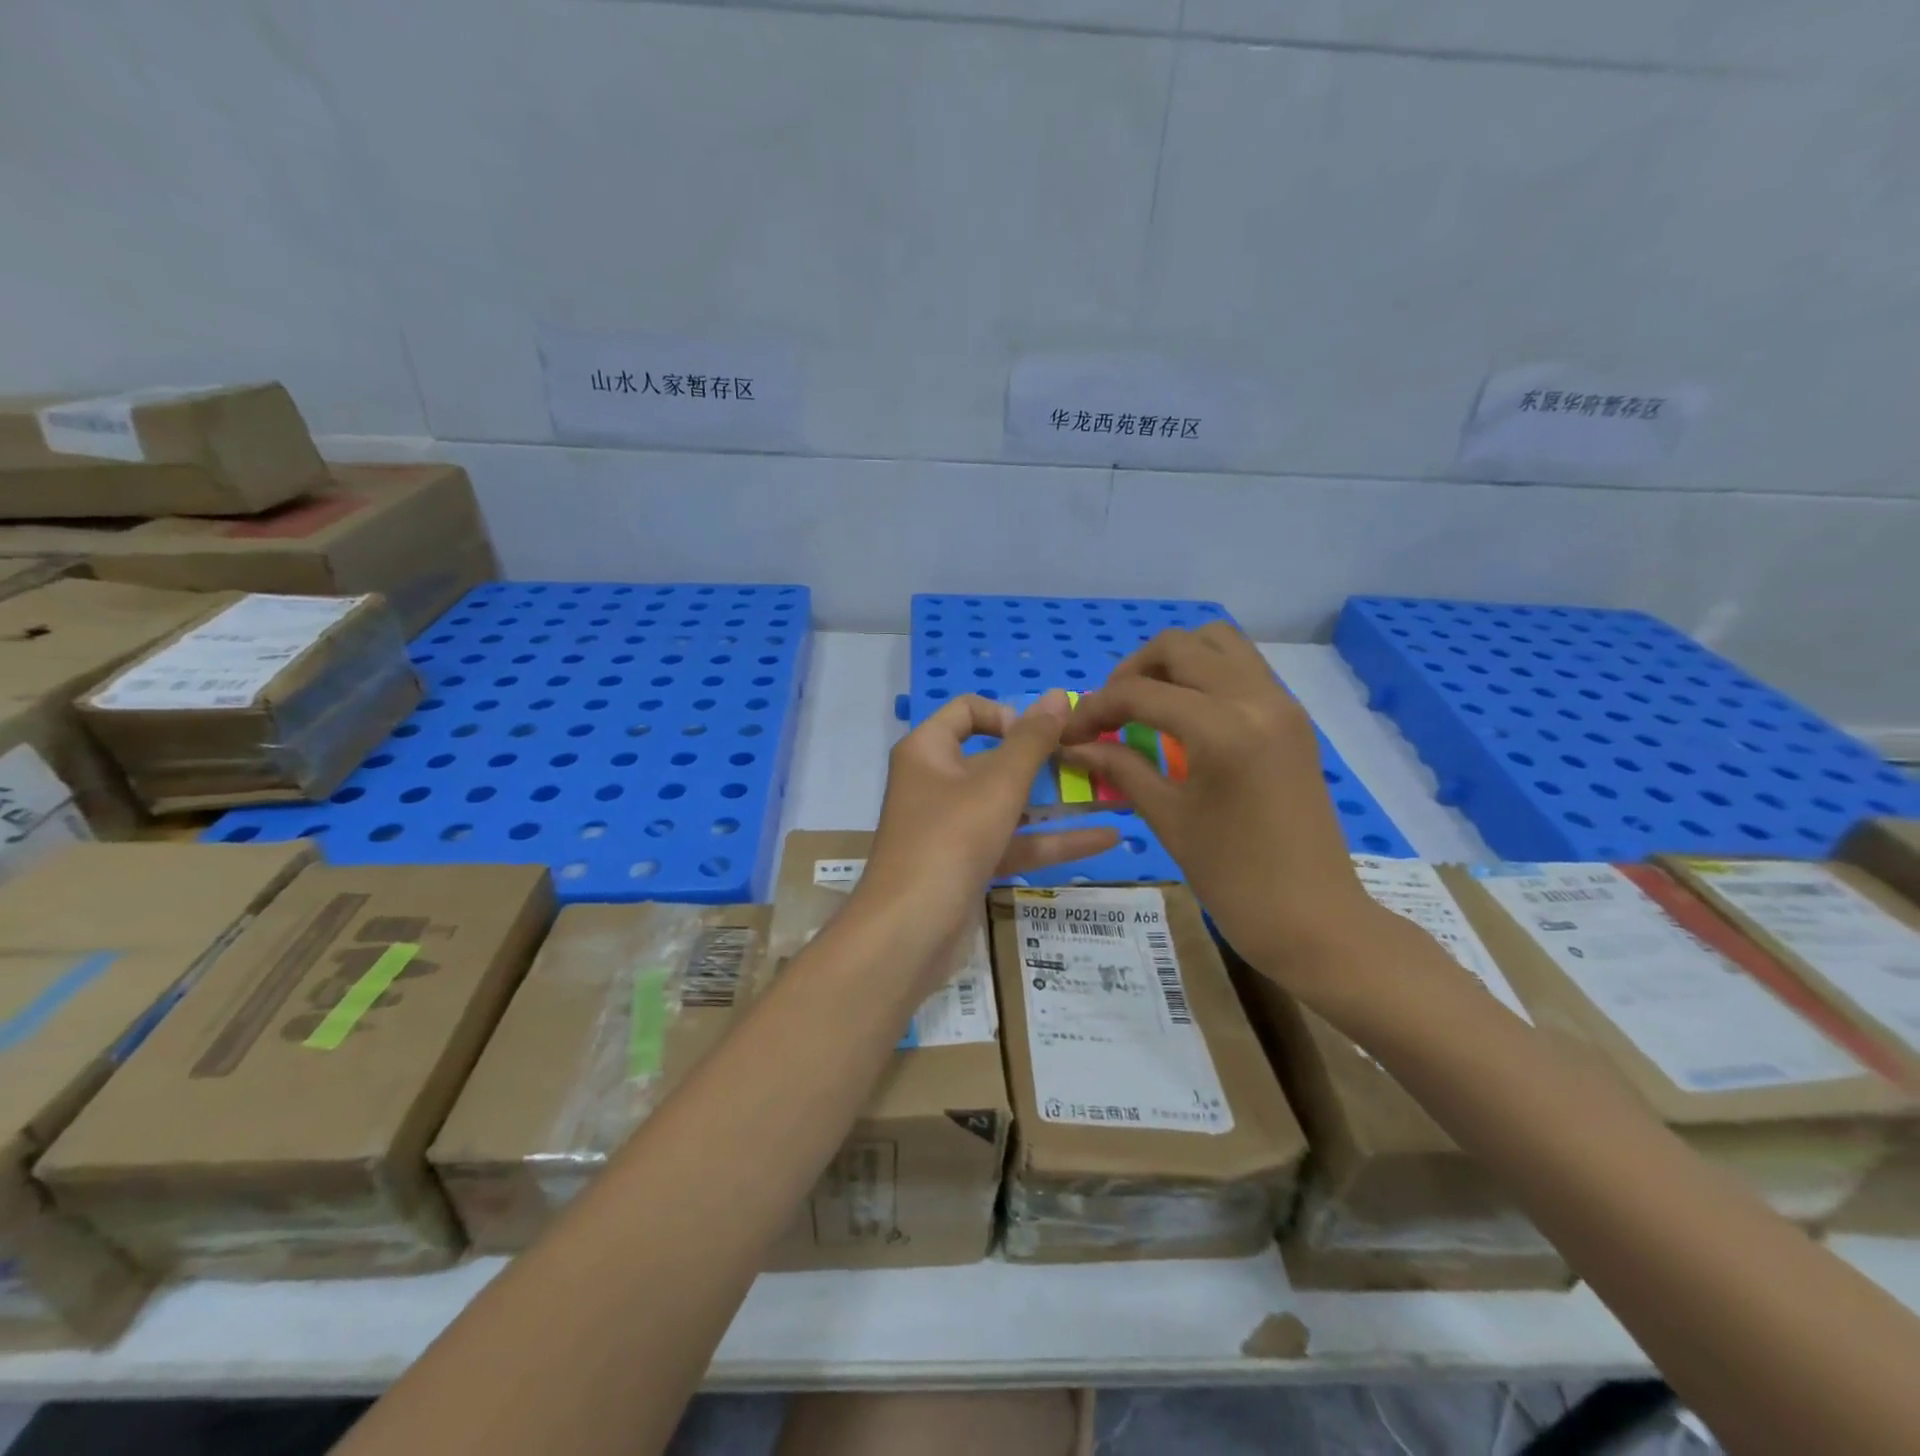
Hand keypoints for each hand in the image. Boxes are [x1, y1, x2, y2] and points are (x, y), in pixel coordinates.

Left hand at [854, 690, 1118, 975]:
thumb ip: (1032, 741)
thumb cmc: (950, 840)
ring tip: (1113, 796)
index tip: (1043, 736)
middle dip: (1044, 761)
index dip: (1009, 715)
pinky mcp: (968, 864)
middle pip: (994, 758)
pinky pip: (1013, 842)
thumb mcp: (998, 785)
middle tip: (1092, 761)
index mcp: (928, 751)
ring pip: (1009, 805)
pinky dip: (1052, 841)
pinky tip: (1105, 839)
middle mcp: (936, 782)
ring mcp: (952, 827)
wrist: (909, 932)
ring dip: (1057, 802)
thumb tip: (1058, 694)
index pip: (968, 711)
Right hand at [1059, 623, 1392, 1005]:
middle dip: (1132, 671)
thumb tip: (1074, 746)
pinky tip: (1184, 718)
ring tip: (1147, 704)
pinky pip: (1242, 668)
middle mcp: (1257, 698)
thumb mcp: (1168, 818)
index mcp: (1223, 728)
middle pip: (1180, 646)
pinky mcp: (1293, 718)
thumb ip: (1120, 768)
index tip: (1071, 734)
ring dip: (1174, 662)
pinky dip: (1205, 675)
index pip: (1141, 692)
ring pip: (1219, 642)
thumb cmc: (1234, 878)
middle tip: (1110, 712)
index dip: (1095, 708)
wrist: (1314, 919)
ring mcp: (1282, 704)